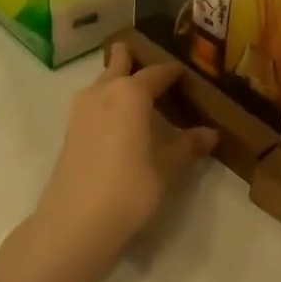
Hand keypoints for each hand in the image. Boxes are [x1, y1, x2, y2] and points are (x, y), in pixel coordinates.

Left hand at [33, 45, 217, 267]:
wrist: (75, 221)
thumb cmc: (129, 187)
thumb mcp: (167, 168)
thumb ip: (188, 146)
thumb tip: (210, 133)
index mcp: (130, 92)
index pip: (157, 72)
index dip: (172, 72)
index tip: (185, 74)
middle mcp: (103, 90)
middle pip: (119, 64)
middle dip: (133, 60)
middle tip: (150, 64)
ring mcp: (81, 109)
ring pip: (103, 82)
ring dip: (117, 81)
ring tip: (137, 95)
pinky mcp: (70, 130)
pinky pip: (94, 102)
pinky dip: (107, 102)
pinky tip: (119, 121)